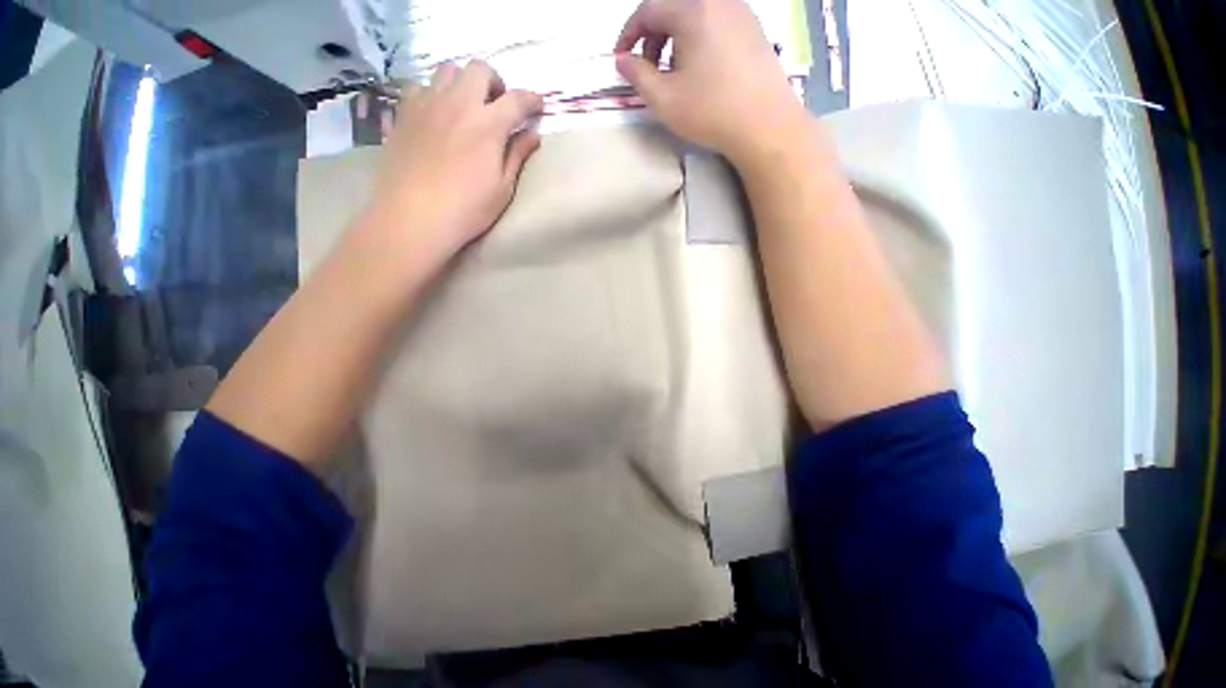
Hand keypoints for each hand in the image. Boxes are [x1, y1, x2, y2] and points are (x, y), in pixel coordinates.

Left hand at [371, 61, 543, 264]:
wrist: (414, 216)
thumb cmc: (468, 209)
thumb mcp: (503, 189)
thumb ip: (517, 156)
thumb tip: (533, 135)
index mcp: (488, 125)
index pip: (517, 100)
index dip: (532, 100)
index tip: (539, 105)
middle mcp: (458, 104)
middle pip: (479, 70)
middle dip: (495, 82)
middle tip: (498, 105)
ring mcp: (427, 104)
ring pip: (447, 70)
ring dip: (464, 83)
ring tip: (467, 107)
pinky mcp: (404, 113)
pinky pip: (421, 87)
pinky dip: (434, 94)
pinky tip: (437, 115)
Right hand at [614, 0, 809, 166]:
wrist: (765, 124)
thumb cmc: (710, 111)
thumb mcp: (664, 99)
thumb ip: (637, 75)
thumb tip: (622, 60)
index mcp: (692, 10)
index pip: (648, 10)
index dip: (628, 34)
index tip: (621, 60)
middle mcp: (718, 0)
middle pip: (673, 7)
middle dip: (652, 36)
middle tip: (649, 70)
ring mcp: (740, 11)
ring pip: (695, 14)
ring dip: (675, 38)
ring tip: (675, 74)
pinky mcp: (753, 28)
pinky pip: (716, 22)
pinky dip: (698, 38)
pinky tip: (701, 70)